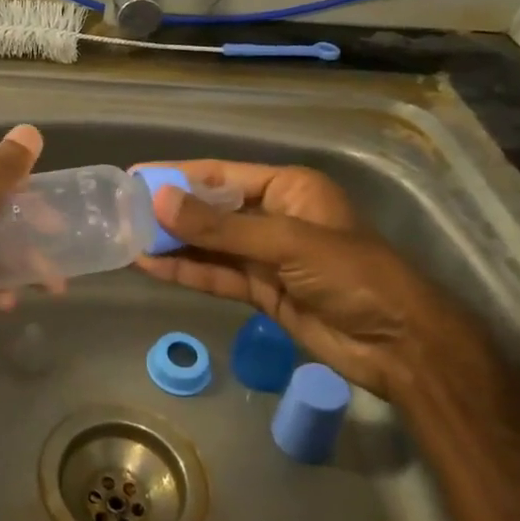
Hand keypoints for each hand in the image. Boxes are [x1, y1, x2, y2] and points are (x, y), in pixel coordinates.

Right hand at [132, 160, 484, 400]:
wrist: (399, 345)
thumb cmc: (352, 275)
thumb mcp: (286, 243)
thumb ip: (220, 228)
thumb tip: (159, 201)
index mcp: (287, 188)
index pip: (221, 174)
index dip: (177, 175)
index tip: (134, 177)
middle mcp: (273, 216)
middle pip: (211, 210)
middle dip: (169, 212)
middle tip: (120, 212)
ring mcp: (266, 256)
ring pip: (209, 245)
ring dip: (171, 244)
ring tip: (125, 239)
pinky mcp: (261, 290)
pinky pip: (216, 275)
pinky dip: (185, 272)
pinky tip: (150, 266)